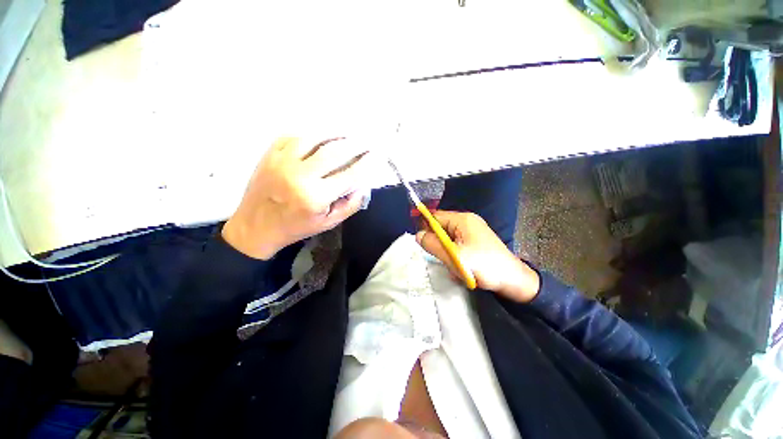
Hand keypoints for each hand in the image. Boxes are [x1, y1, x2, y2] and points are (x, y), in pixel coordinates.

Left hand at [223, 136, 373, 259]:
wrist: (256, 226)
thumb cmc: (296, 227)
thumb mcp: (328, 223)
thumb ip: (350, 205)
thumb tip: (362, 185)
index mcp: (315, 197)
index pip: (350, 175)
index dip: (367, 163)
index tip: (377, 155)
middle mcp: (300, 175)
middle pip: (335, 151)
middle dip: (356, 144)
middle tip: (366, 141)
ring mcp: (282, 161)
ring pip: (315, 138)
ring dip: (335, 134)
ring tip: (348, 135)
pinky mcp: (270, 153)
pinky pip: (295, 136)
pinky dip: (312, 135)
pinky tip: (322, 137)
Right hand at [416, 211, 539, 302]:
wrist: (512, 280)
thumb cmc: (483, 266)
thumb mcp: (454, 256)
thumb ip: (433, 244)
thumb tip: (418, 235)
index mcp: (462, 219)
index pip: (435, 216)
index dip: (425, 227)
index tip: (423, 243)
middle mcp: (467, 221)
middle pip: (442, 227)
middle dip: (438, 243)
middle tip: (443, 258)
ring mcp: (472, 231)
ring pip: (448, 238)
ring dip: (447, 251)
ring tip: (454, 265)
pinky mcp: (476, 241)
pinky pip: (457, 244)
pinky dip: (455, 254)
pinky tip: (461, 266)